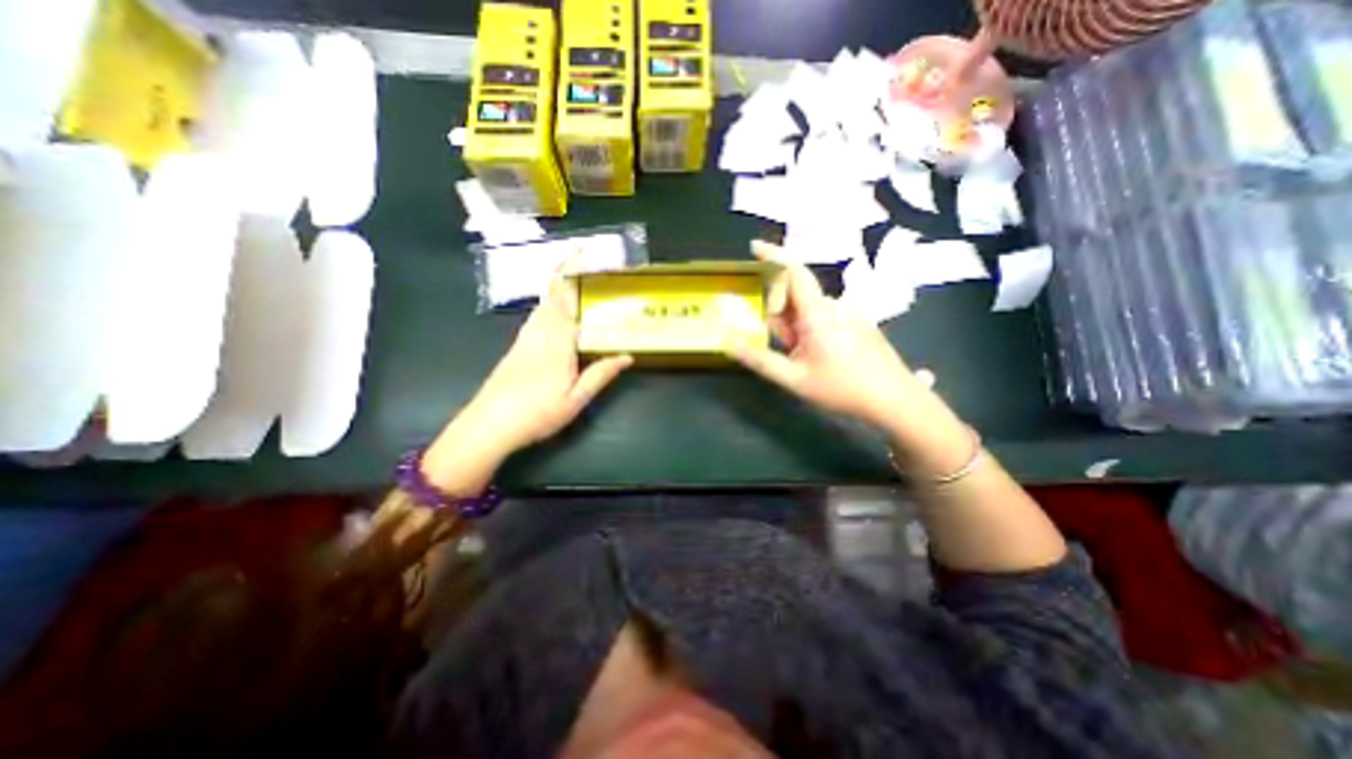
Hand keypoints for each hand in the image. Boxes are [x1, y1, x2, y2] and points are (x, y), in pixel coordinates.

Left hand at [420, 258, 635, 493]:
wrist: (488, 425)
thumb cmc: (537, 414)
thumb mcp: (576, 400)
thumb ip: (600, 375)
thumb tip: (627, 356)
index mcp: (557, 344)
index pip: (568, 300)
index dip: (574, 274)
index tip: (583, 253)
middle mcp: (539, 333)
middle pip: (552, 296)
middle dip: (564, 272)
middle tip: (581, 256)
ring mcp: (525, 339)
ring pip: (542, 304)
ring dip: (555, 286)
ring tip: (571, 277)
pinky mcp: (517, 346)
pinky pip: (535, 316)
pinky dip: (546, 304)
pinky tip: (552, 309)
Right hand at [725, 241, 937, 436]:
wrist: (895, 399)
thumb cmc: (842, 388)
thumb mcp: (794, 379)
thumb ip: (759, 359)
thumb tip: (728, 341)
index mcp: (818, 313)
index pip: (793, 271)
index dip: (772, 255)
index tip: (753, 248)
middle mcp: (834, 304)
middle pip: (795, 296)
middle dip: (780, 316)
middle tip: (784, 348)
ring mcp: (849, 312)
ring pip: (809, 309)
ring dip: (796, 328)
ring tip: (804, 359)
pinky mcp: (858, 321)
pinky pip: (824, 316)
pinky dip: (811, 330)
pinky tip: (821, 357)